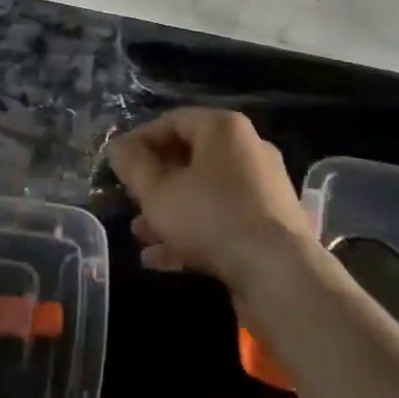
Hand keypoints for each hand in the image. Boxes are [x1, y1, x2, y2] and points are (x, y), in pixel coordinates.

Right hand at [105, 108, 314, 295]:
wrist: (280, 276)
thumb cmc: (212, 218)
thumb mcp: (158, 192)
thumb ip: (133, 166)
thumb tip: (119, 148)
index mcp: (223, 129)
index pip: (172, 121)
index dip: (139, 141)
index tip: (118, 165)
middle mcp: (247, 150)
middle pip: (189, 157)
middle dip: (154, 182)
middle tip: (130, 200)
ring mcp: (262, 189)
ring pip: (204, 192)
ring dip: (170, 211)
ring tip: (140, 234)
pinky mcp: (269, 224)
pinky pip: (222, 218)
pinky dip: (193, 232)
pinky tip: (161, 259)